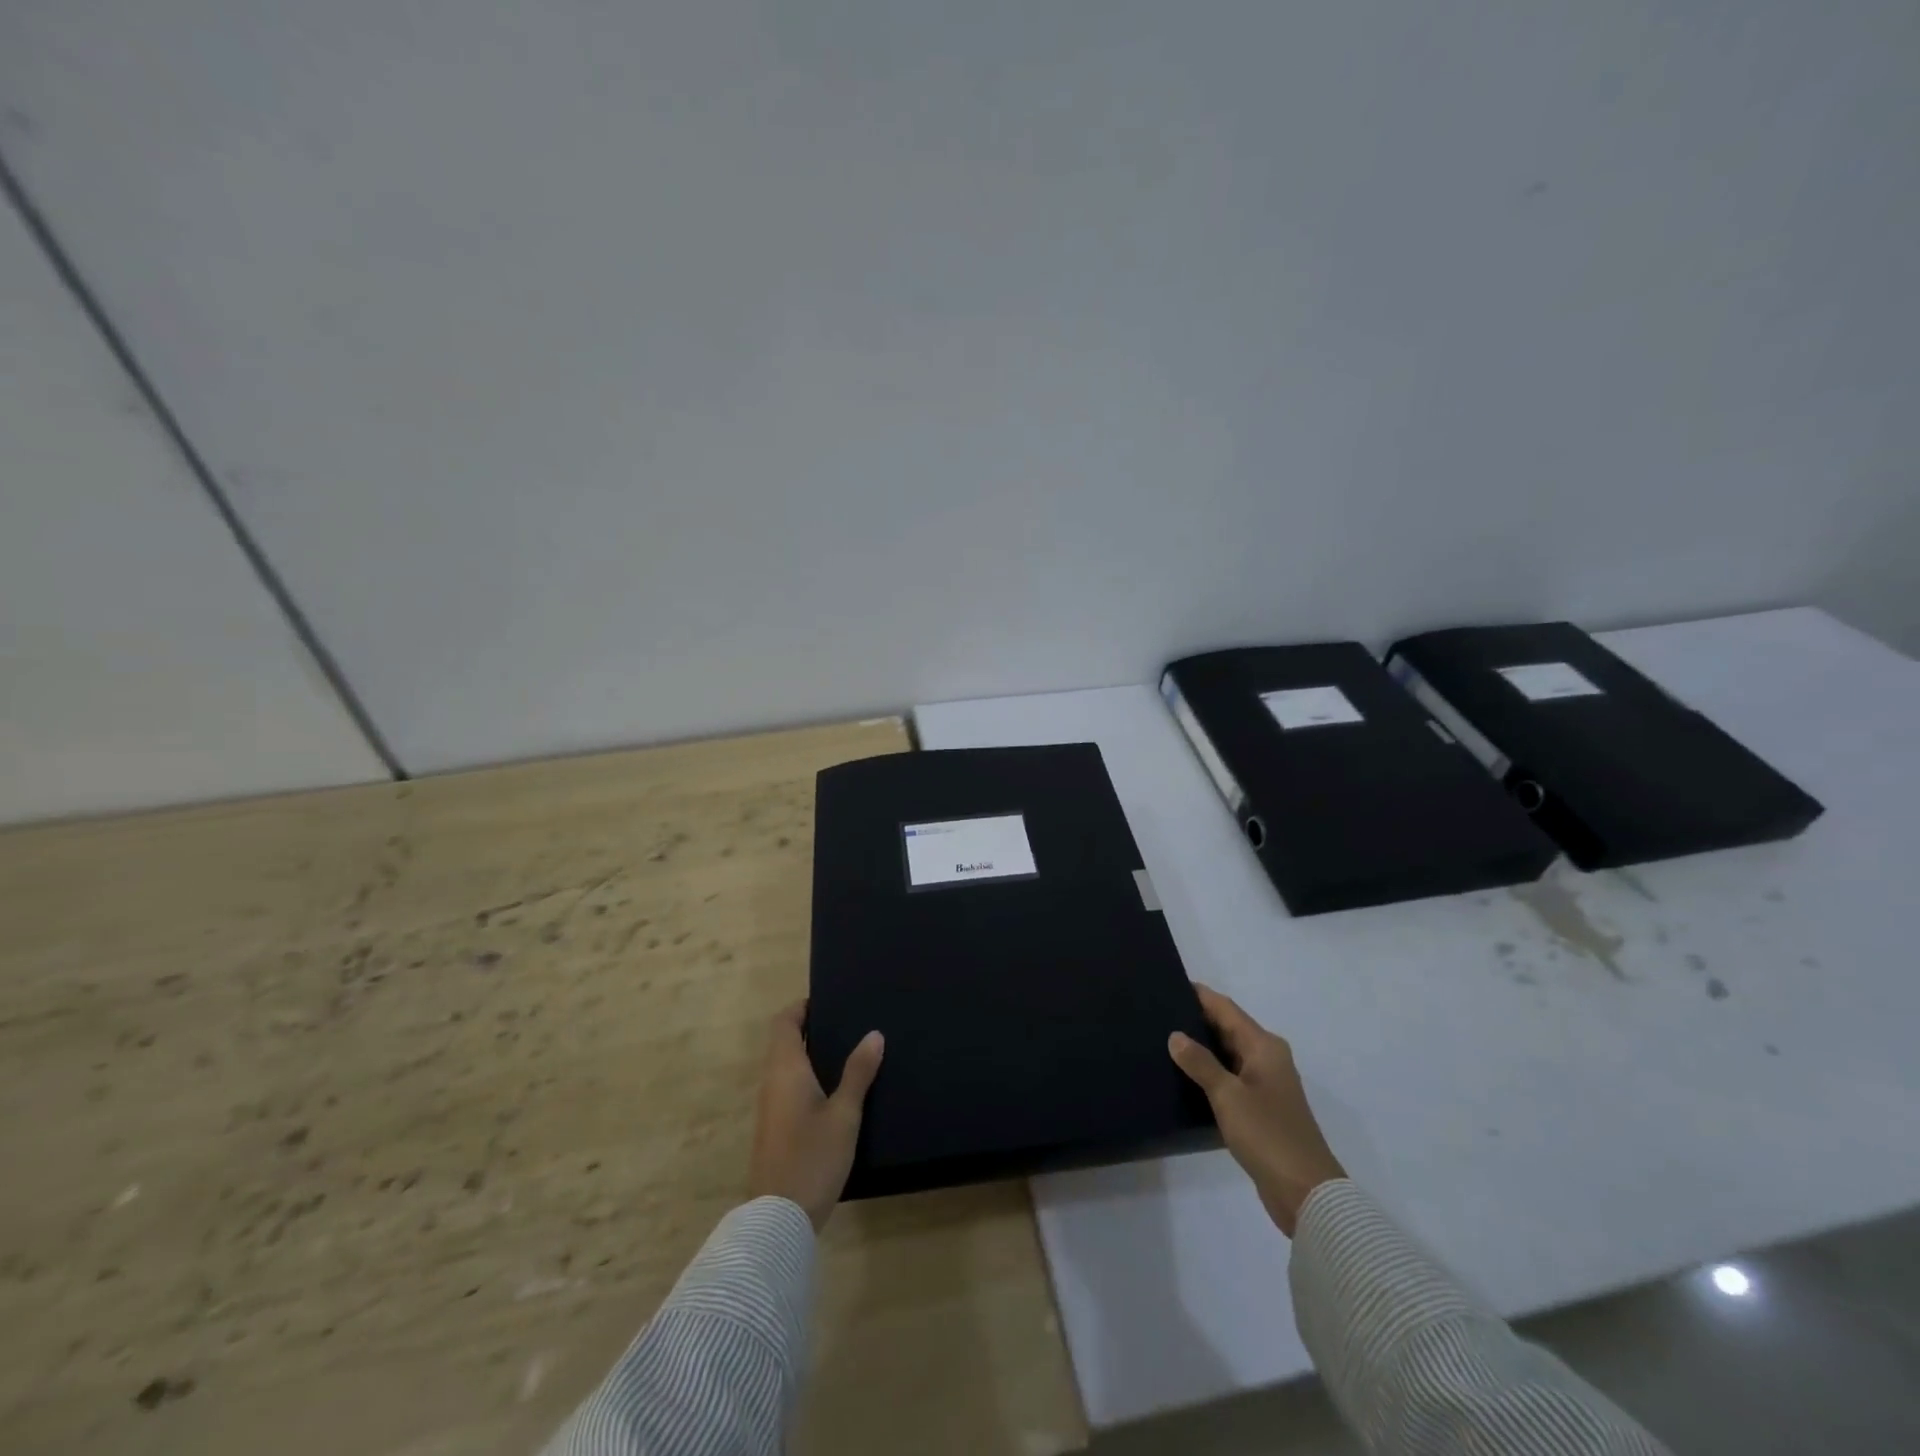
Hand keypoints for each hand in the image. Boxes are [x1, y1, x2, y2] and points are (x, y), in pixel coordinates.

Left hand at [747, 1001, 883, 1231]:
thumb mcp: (844, 1114)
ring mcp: (769, 1108)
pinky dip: (806, 1077)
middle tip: (846, 1023)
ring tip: (847, 1051)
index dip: (801, 1007)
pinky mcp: (774, 1129)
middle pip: (783, 1042)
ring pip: (785, 1067)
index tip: (828, 1000)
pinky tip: (834, 1090)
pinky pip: (787, 1088)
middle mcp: (771, 1082)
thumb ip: (858, 1073)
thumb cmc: (812, 1157)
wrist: (778, 1219)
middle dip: (809, 1028)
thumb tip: (874, 1034)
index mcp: (785, 1070)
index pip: (784, 1023)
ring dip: (808, 1054)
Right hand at [1168, 985, 1345, 1236]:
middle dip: (1196, 1020)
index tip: (1169, 984)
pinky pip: (1229, 1079)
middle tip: (1157, 1013)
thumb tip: (1175, 1035)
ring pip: (1227, 1055)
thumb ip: (1200, 1063)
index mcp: (1264, 1046)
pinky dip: (1209, 1073)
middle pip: (1228, 1029)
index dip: (1200, 995)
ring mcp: (1265, 1085)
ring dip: (1201, 1048)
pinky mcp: (1261, 1109)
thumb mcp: (1228, 1095)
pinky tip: (1184, 1078)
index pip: (1226, 1009)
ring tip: (1163, 1042)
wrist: (1306, 1193)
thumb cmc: (1268, 1134)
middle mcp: (1267, 1059)